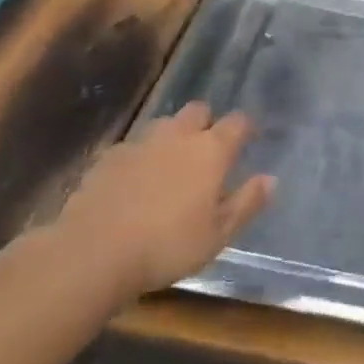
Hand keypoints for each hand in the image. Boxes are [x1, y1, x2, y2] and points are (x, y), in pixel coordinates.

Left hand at [50, 102, 273, 306]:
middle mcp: (178, 136)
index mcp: (211, 150)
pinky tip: (135, 182)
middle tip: (208, 150)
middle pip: (198, 111)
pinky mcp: (108, 158)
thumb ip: (246, 203)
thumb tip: (270, 179)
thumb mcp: (218, 235)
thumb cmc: (167, 246)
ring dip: (172, 136)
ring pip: (163, 125)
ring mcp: (140, 143)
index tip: (249, 138)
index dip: (245, 127)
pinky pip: (133, 147)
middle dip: (206, 122)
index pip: (237, 122)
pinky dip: (140, 157)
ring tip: (171, 164)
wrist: (93, 252)